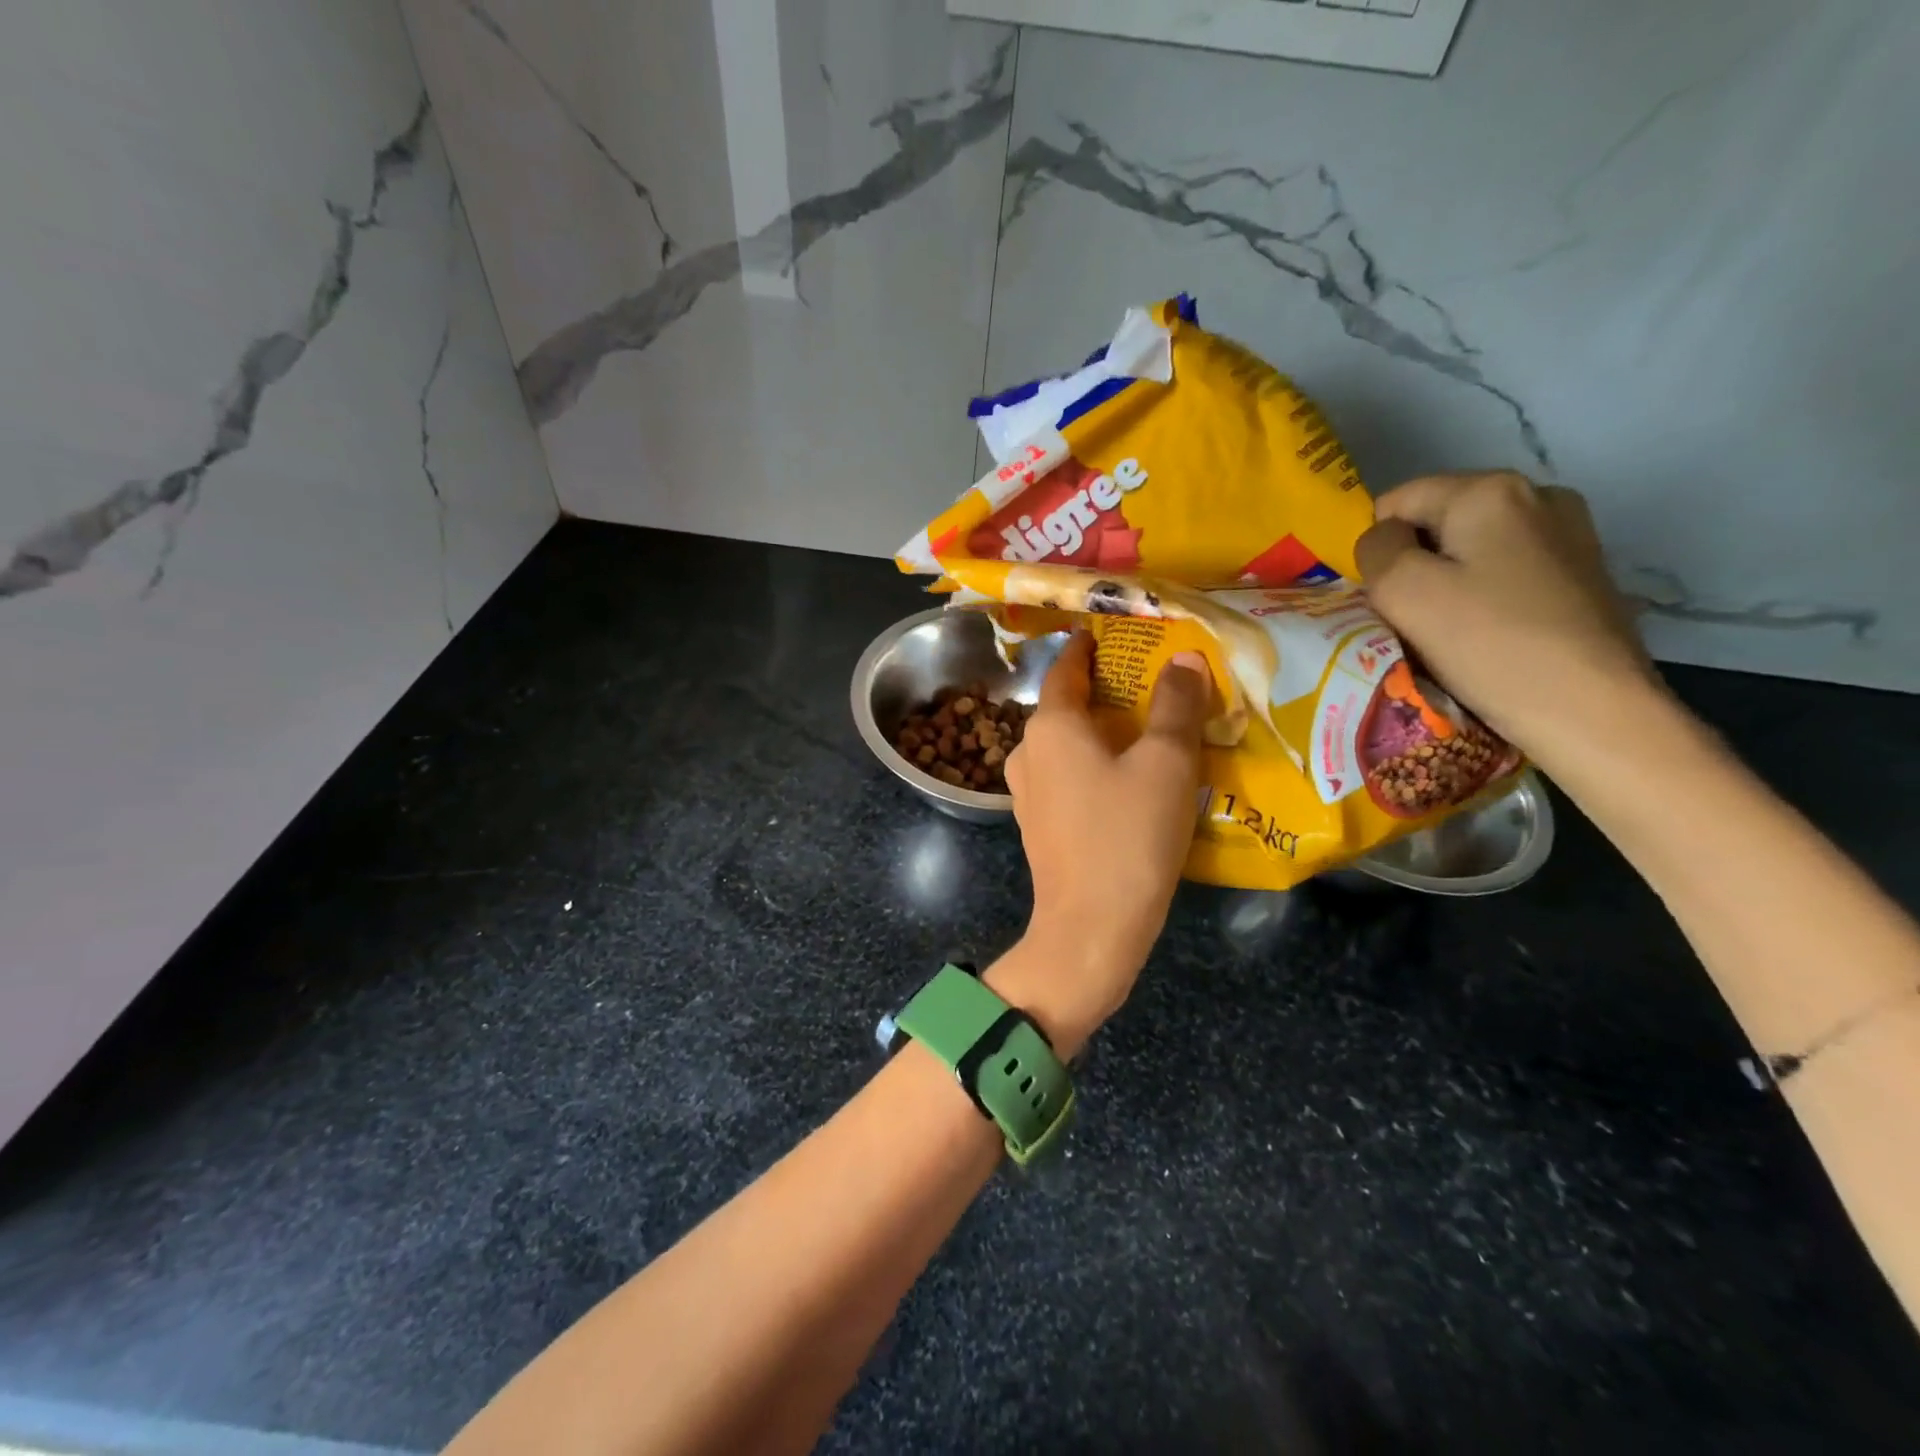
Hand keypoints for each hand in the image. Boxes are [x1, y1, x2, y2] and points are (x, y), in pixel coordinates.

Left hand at [992, 632, 1210, 1047]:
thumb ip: (1176, 706)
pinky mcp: (1038, 825)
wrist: (1090, 928)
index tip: (1115, 634)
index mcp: (1051, 727)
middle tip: (1150, 682)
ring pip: (1066, 745)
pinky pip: (1067, 778)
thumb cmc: (1127, 835)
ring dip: (1100, 732)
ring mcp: (1027, 792)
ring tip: (1145, 728)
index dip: (1090, 647)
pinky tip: (1126, 778)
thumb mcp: (1166, 763)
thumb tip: (1184, 660)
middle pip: (1066, 707)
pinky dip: (1093, 766)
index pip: (1066, 668)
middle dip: (1104, 691)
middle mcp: (1028, 752)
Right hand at [1355, 471, 1664, 771]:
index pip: (1396, 503)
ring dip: (1446, 585)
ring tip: (1451, 633)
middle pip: (1436, 523)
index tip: (1388, 598)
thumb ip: (1376, 550)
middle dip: (1413, 565)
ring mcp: (1568, 535)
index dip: (1378, 550)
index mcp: (1489, 490)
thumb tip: (1385, 540)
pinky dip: (1483, 599)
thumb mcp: (1402, 591)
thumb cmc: (1489, 645)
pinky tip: (1489, 636)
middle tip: (1415, 619)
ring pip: (1469, 550)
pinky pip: (1504, 573)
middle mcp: (1537, 496)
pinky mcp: (1582, 574)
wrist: (1593, 711)